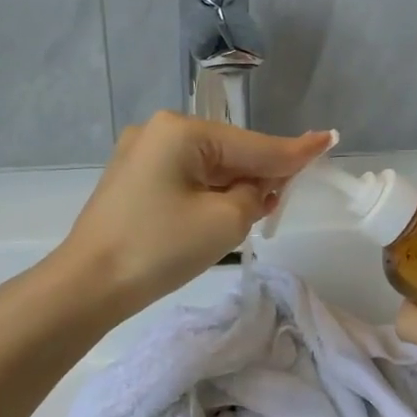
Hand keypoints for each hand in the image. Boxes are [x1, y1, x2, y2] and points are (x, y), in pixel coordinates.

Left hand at [55, 112, 332, 314]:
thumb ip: (255, 193)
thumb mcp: (224, 221)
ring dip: (232, 189)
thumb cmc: (159, 249)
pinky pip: (185, 178)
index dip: (294, 152)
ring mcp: (141, 154)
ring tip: (247, 217)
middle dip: (258, 176)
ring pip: (208, 167)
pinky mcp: (132, 179)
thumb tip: (258, 186)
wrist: (88, 285)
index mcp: (182, 131)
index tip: (328, 140)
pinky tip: (213, 217)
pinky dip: (207, 194)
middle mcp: (160, 130)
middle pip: (230, 152)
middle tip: (277, 207)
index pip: (254, 144)